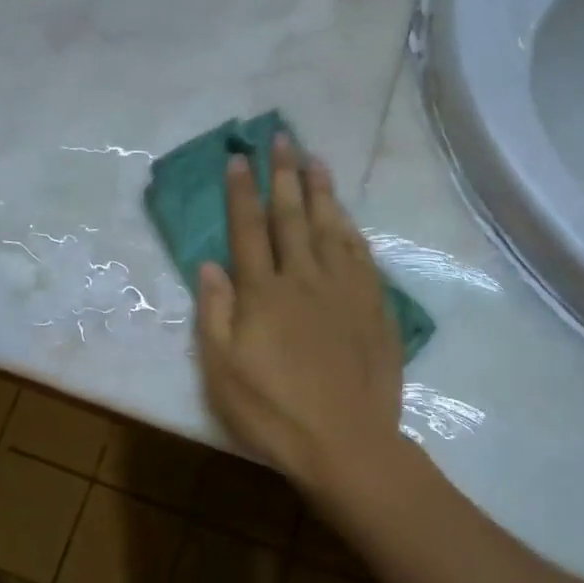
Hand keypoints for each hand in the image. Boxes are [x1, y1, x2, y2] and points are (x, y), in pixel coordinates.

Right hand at [196, 133, 403, 490]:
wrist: (347, 444)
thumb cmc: (274, 412)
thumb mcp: (222, 371)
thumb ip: (214, 313)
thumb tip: (209, 264)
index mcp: (264, 292)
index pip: (249, 229)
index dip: (242, 191)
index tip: (239, 158)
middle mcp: (304, 278)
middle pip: (292, 216)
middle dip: (284, 174)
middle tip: (282, 137)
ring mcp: (344, 289)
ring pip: (331, 227)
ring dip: (321, 190)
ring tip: (315, 160)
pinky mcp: (374, 306)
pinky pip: (362, 255)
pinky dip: (352, 229)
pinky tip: (348, 216)